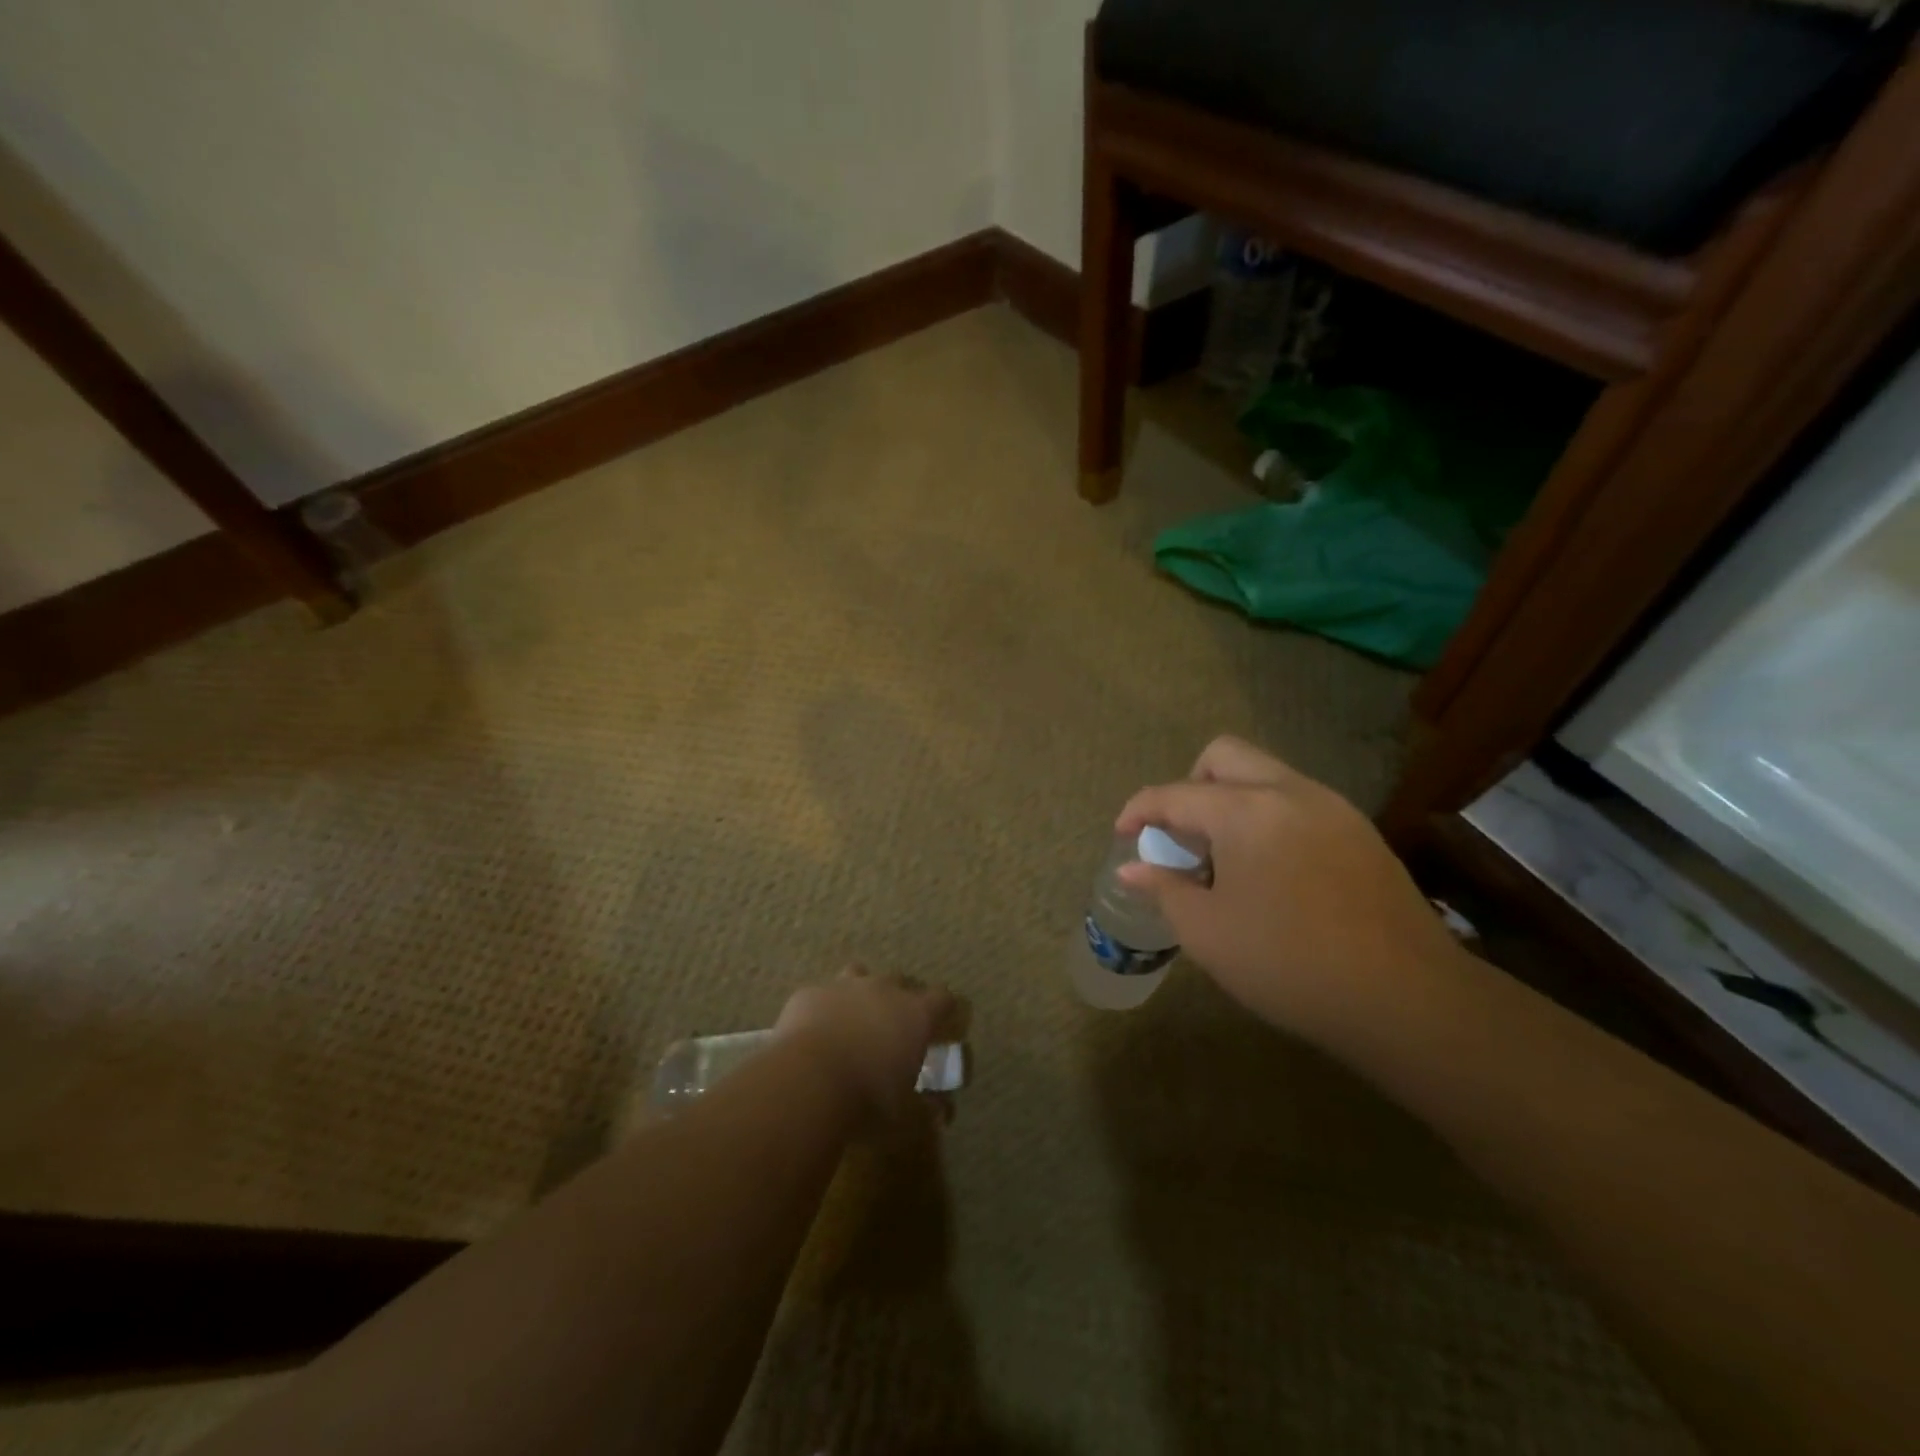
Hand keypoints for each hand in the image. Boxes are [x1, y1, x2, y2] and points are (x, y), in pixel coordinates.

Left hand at [774, 968, 955, 1125]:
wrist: (806, 1082)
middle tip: (891, 1030)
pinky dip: (821, 1010)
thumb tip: (942, 1111)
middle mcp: (883, 990)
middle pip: (900, 981)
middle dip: (898, 1000)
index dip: (943, 1009)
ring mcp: (844, 987)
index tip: (940, 1024)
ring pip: (859, 974)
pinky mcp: (810, 994)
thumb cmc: (867, 1100)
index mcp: (915, 1015)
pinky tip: (812, 1034)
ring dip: (860, 993)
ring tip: (852, 1020)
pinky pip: (820, 996)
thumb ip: (927, 1109)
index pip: (942, 998)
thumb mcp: (906, 1117)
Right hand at [1115, 736, 1464, 1039]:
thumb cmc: (1289, 963)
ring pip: (1265, 774)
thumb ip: (1165, 888)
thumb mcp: (1207, 932)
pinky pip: (1297, 801)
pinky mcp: (1360, 831)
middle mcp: (1289, 792)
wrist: (1407, 998)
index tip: (1122, 834)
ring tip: (1224, 859)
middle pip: (1224, 756)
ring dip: (1230, 800)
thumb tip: (1133, 868)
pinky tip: (1270, 871)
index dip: (1139, 810)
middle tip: (1181, 834)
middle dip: (1190, 785)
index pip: (1175, 793)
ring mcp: (1331, 808)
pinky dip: (1266, 816)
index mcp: (1245, 811)